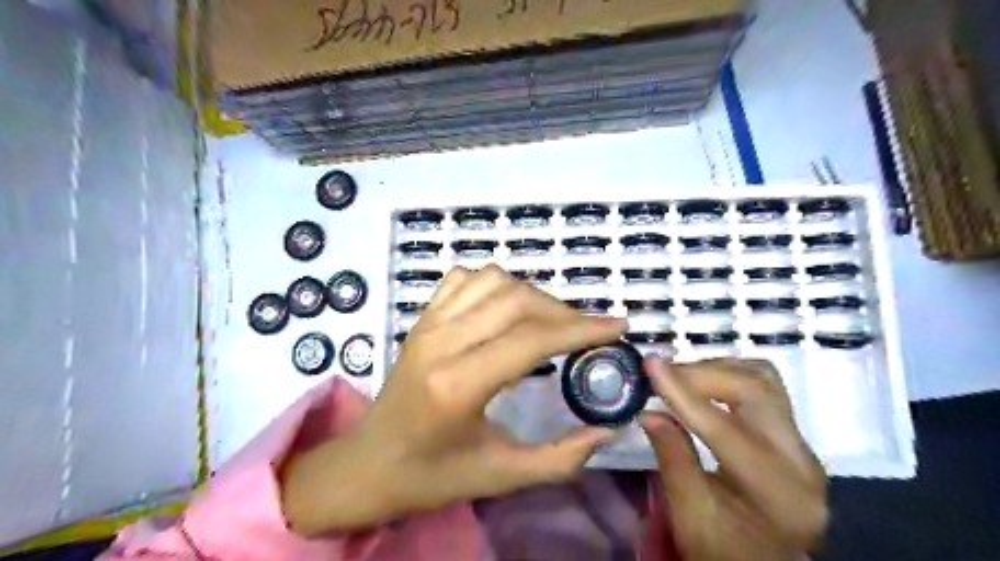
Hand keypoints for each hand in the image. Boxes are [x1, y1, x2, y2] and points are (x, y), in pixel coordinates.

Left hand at [282, 266, 622, 535]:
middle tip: (587, 332)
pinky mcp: (421, 318)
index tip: (617, 325)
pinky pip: (464, 279)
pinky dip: (495, 284)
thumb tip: (607, 429)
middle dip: (563, 311)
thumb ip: (560, 459)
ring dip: (532, 295)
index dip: (581, 329)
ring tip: (550, 322)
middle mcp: (441, 342)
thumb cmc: (432, 476)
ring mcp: (427, 324)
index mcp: (458, 385)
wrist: (368, 464)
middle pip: (517, 301)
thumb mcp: (500, 477)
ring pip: (493, 280)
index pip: (532, 339)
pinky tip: (506, 308)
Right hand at [641, 360, 829, 560]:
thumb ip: (673, 460)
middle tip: (661, 372)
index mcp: (779, 494)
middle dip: (702, 373)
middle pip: (756, 390)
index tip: (650, 363)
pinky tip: (703, 384)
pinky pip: (765, 386)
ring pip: (764, 379)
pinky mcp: (794, 436)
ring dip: (717, 369)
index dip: (683, 393)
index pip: (726, 429)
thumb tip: (648, 412)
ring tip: (679, 377)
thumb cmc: (723, 550)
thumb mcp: (690, 516)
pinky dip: (730, 375)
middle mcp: (802, 462)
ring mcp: (803, 445)